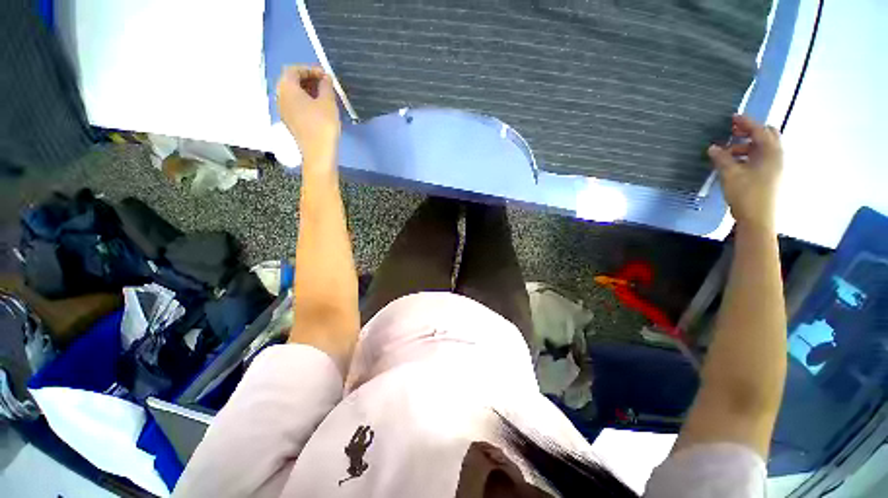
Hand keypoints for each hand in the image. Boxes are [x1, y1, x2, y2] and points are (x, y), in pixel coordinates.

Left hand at [276, 65, 340, 167]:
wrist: (318, 154)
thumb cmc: (323, 125)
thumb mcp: (328, 102)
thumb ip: (326, 86)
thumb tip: (325, 78)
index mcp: (287, 88)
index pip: (294, 69)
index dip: (310, 69)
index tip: (325, 74)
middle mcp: (280, 97)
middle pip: (291, 81)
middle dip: (308, 79)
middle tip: (325, 84)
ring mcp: (284, 111)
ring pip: (293, 94)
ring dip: (307, 91)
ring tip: (324, 95)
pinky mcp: (290, 122)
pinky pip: (295, 104)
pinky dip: (306, 101)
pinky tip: (319, 108)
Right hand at [708, 114, 782, 231]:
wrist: (758, 218)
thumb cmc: (746, 193)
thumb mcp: (730, 174)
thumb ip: (722, 158)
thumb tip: (713, 147)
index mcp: (770, 152)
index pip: (759, 130)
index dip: (746, 122)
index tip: (732, 117)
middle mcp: (776, 156)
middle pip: (766, 136)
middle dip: (750, 131)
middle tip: (732, 132)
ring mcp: (774, 166)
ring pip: (762, 148)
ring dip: (746, 145)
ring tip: (727, 151)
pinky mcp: (770, 175)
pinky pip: (760, 158)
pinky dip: (748, 155)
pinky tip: (734, 162)